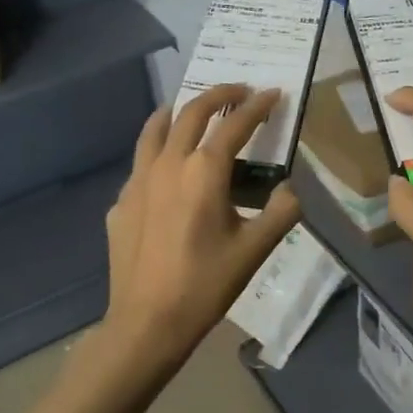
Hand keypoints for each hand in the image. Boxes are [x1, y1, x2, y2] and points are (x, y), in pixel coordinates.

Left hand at [94, 84, 300, 387]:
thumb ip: (281, 212)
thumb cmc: (205, 284)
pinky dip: (157, 149)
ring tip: (189, 107)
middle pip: (192, 113)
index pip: (235, 124)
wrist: (147, 322)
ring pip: (155, 129)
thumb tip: (291, 189)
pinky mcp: (121, 202)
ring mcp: (138, 181)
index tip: (272, 93)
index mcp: (204, 171)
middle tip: (238, 90)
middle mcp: (168, 164)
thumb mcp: (255, 250)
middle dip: (218, 94)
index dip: (257, 106)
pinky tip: (165, 167)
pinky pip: (140, 162)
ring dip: (177, 111)